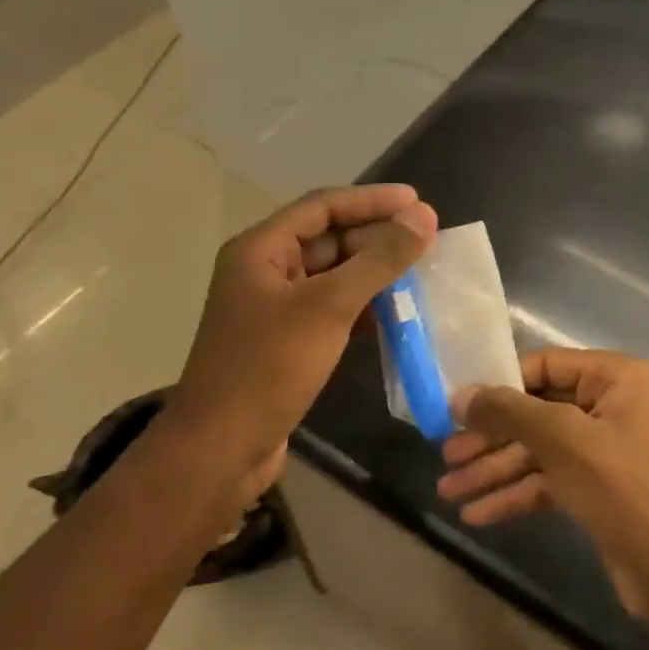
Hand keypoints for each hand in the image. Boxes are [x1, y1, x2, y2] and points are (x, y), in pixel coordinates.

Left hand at [162, 185, 436, 495]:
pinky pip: (332, 308)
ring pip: (334, 275)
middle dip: (377, 236)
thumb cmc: (269, 367)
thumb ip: (379, 260)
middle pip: (329, 238)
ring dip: (374, 272)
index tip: (418, 201)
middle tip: (427, 239)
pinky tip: (397, 312)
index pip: (323, 206)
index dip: (372, 200)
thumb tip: (424, 216)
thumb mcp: (329, 306)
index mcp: (261, 249)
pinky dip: (364, 305)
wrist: (221, 449)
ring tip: (421, 272)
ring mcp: (275, 308)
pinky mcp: (288, 340)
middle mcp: (265, 270)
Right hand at [440, 350, 648, 636]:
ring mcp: (604, 449)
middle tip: (445, 455)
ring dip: (495, 470)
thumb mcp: (564, 442)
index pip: (544, 365)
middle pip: (537, 411)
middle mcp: (611, 405)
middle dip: (491, 437)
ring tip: (448, 491)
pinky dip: (516, 494)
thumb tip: (462, 394)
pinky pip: (549, 481)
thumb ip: (510, 413)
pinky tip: (477, 514)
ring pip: (539, 450)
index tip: (454, 406)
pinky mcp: (598, 489)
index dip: (498, 385)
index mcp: (615, 377)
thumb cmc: (627, 491)